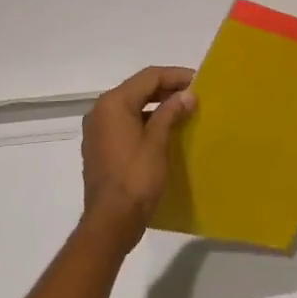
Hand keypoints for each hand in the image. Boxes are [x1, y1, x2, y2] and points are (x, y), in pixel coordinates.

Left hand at [79, 65, 196, 253]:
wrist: (110, 222)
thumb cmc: (135, 179)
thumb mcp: (157, 143)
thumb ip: (170, 113)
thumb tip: (187, 95)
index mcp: (113, 104)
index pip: (148, 77)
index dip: (175, 76)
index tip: (199, 81)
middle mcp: (100, 111)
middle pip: (138, 89)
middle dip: (167, 89)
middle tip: (194, 95)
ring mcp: (97, 130)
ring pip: (131, 106)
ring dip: (157, 105)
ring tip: (184, 111)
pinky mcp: (100, 147)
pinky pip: (125, 123)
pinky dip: (145, 121)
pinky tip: (165, 130)